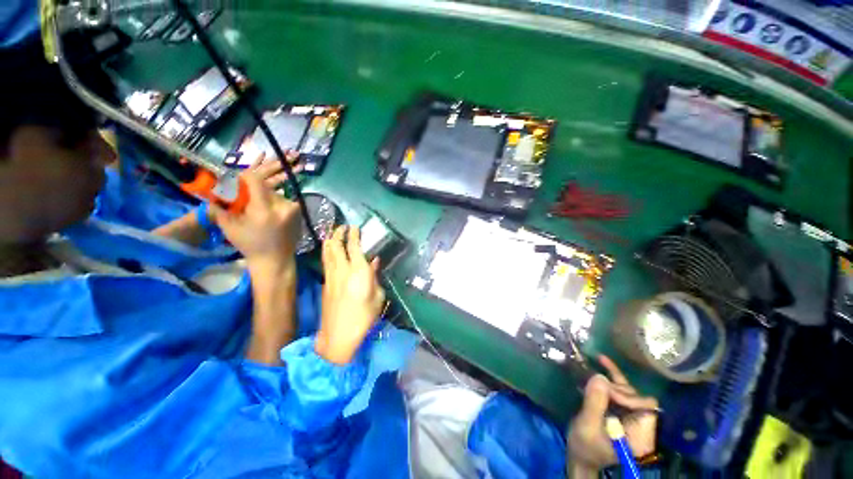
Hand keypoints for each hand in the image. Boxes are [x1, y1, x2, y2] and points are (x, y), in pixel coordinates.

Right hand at [210, 153, 301, 269]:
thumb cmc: (250, 245)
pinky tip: (271, 215)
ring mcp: (294, 210)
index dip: (246, 178)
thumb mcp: (229, 227)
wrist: (276, 260)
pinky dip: (276, 204)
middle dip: (255, 191)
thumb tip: (213, 192)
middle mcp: (283, 206)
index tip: (239, 181)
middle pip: (266, 188)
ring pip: (276, 194)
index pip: (256, 181)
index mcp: (264, 209)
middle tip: (246, 199)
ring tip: (259, 210)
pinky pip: (285, 202)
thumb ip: (220, 207)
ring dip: (266, 198)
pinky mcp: (300, 213)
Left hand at [316, 226, 385, 363]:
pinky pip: (326, 261)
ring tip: (334, 233)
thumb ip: (376, 276)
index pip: (354, 246)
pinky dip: (328, 252)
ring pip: (327, 252)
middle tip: (342, 226)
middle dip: (338, 233)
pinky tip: (330, 251)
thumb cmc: (364, 317)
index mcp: (359, 271)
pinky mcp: (325, 283)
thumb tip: (375, 262)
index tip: (355, 227)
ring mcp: (331, 276)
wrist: (338, 336)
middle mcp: (342, 270)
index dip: (354, 234)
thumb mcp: (378, 296)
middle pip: (336, 245)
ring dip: (330, 240)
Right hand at [567, 356, 657, 477]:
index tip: (606, 395)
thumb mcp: (588, 426)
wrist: (579, 455)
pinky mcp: (619, 409)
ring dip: (610, 380)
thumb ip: (595, 403)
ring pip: (626, 390)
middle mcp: (640, 424)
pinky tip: (601, 360)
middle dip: (615, 388)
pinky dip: (610, 375)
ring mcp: (630, 416)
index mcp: (640, 435)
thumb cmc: (584, 446)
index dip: (628, 397)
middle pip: (635, 396)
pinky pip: (618, 389)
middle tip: (594, 384)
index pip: (645, 407)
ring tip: (596, 368)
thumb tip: (600, 377)